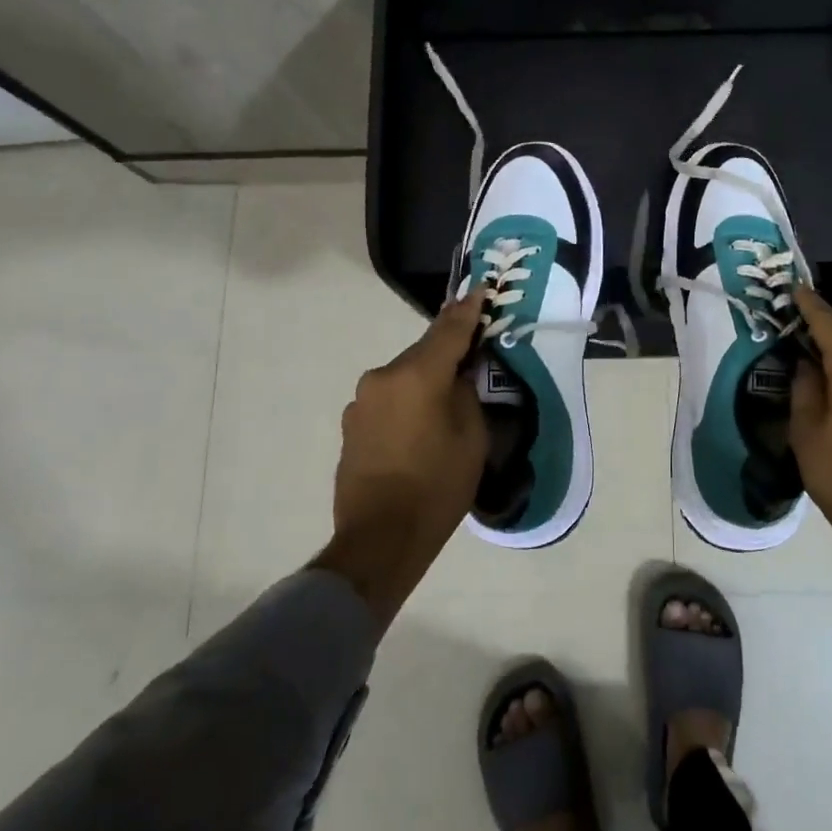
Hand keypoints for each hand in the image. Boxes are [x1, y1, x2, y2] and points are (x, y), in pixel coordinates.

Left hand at [311, 291, 487, 626]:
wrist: (379, 540)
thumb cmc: (436, 488)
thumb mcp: (471, 438)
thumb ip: (465, 394)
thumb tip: (456, 377)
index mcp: (416, 376)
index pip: (448, 332)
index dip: (467, 311)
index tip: (479, 290)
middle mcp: (382, 378)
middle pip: (423, 355)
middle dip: (446, 355)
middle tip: (471, 363)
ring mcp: (361, 402)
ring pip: (403, 379)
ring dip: (423, 384)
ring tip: (444, 409)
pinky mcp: (351, 425)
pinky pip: (388, 401)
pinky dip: (406, 405)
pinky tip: (418, 431)